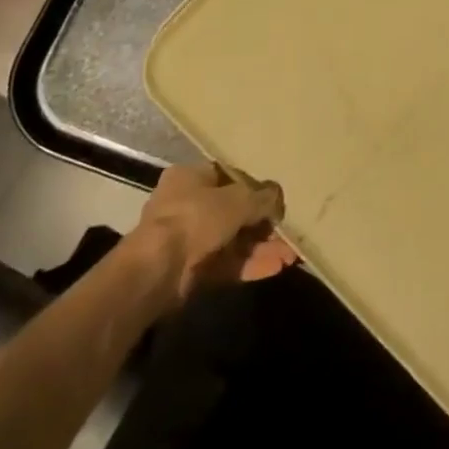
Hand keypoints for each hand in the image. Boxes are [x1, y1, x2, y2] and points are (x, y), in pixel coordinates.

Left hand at [133, 163, 297, 302]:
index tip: (275, 199)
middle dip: (262, 223)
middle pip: (232, 211)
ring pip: (233, 240)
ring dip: (261, 247)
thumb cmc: (195, 218)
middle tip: (287, 230)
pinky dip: (250, 265)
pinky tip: (277, 267)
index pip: (228, 176)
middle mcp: (187, 205)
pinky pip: (227, 264)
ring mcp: (189, 240)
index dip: (254, 187)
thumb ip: (262, 197)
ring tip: (291, 254)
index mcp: (190, 177)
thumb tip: (279, 197)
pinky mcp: (192, 272)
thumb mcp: (237, 199)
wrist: (158, 271)